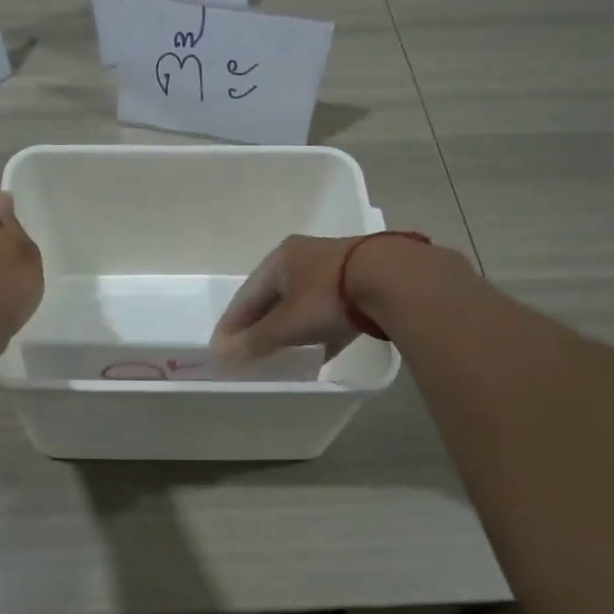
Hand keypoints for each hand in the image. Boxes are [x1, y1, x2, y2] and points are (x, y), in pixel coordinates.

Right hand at [210, 234, 365, 362]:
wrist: (393, 280)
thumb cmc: (328, 296)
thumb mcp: (288, 323)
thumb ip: (257, 340)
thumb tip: (225, 355)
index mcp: (281, 258)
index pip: (247, 294)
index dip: (232, 322)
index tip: (220, 347)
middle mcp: (304, 258)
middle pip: (273, 297)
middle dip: (259, 324)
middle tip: (246, 350)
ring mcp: (334, 270)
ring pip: (302, 304)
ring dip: (288, 328)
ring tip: (278, 353)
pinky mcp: (360, 285)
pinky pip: (328, 313)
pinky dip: (317, 332)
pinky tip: (317, 352)